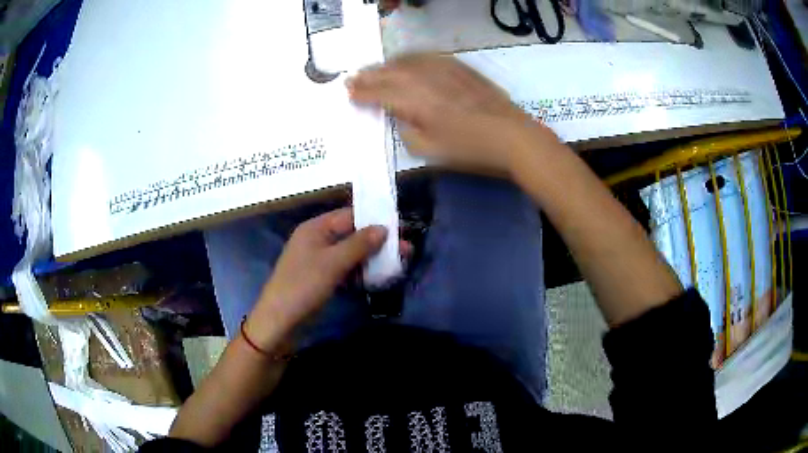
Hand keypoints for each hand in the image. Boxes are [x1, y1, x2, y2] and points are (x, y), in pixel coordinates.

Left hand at [244, 208, 387, 350]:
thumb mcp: (333, 263)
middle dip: (378, 242)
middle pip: (352, 235)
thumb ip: (359, 244)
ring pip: (351, 254)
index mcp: (315, 228)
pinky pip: (345, 269)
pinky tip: (378, 278)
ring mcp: (319, 260)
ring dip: (372, 258)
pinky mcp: (321, 278)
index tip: (401, 227)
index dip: (375, 220)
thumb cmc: (303, 286)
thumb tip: (383, 228)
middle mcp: (317, 240)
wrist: (279, 321)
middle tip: (406, 250)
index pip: (350, 216)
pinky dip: (360, 272)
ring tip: (398, 264)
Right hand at [347, 54, 553, 174]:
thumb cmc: (470, 149)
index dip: (361, 93)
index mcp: (415, 101)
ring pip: (406, 60)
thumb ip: (406, 130)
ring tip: (375, 69)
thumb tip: (399, 115)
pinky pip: (427, 56)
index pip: (379, 93)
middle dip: (368, 75)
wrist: (512, 136)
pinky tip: (407, 62)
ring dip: (386, 64)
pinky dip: (410, 58)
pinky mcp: (459, 66)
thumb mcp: (430, 150)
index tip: (348, 93)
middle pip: (389, 72)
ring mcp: (443, 68)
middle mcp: (425, 78)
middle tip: (353, 78)